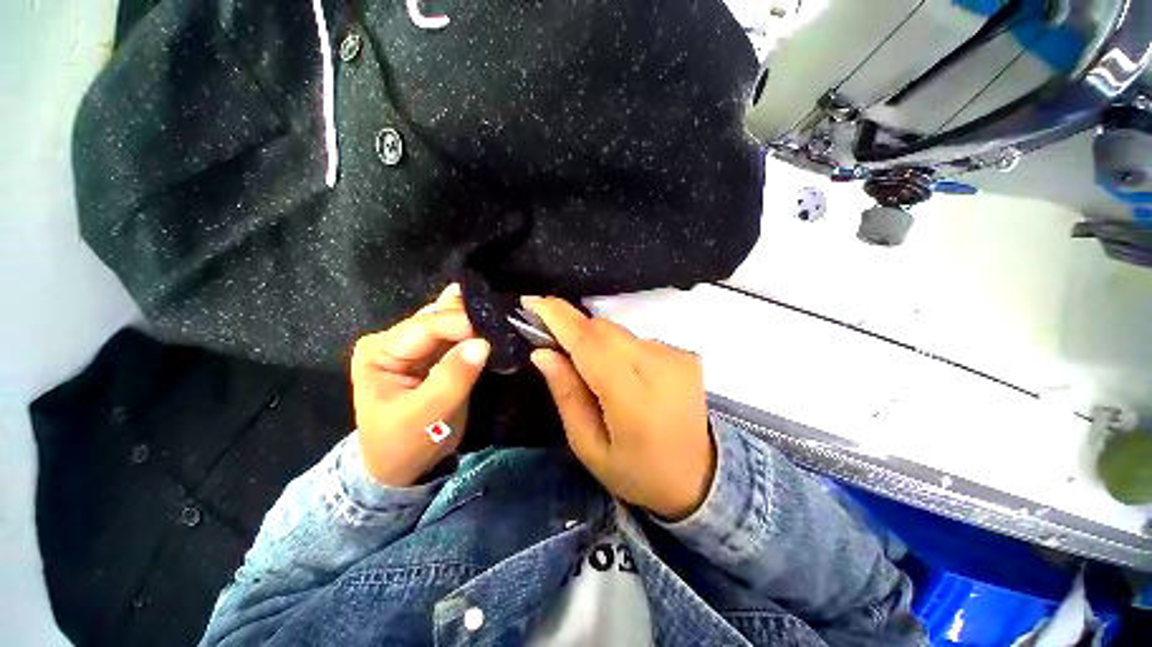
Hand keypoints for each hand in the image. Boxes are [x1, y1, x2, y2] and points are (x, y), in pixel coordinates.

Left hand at [350, 285, 489, 486]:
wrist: (402, 467)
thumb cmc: (403, 445)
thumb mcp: (425, 415)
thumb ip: (452, 378)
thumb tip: (482, 344)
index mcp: (380, 350)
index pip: (425, 326)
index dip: (461, 324)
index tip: (494, 330)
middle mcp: (397, 339)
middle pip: (440, 318)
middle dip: (472, 319)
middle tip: (505, 319)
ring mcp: (418, 345)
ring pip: (452, 322)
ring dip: (478, 323)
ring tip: (503, 320)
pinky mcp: (437, 353)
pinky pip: (461, 336)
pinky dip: (479, 333)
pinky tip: (496, 327)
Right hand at [524, 297, 714, 520]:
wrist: (699, 476)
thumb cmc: (637, 471)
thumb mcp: (589, 447)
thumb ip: (567, 395)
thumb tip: (542, 353)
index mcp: (635, 401)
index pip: (591, 344)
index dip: (560, 318)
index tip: (531, 302)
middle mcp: (661, 369)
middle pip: (605, 330)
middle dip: (573, 327)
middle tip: (551, 341)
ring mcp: (678, 357)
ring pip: (619, 332)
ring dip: (595, 340)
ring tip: (588, 368)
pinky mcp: (685, 354)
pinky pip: (636, 339)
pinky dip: (617, 348)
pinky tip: (618, 372)